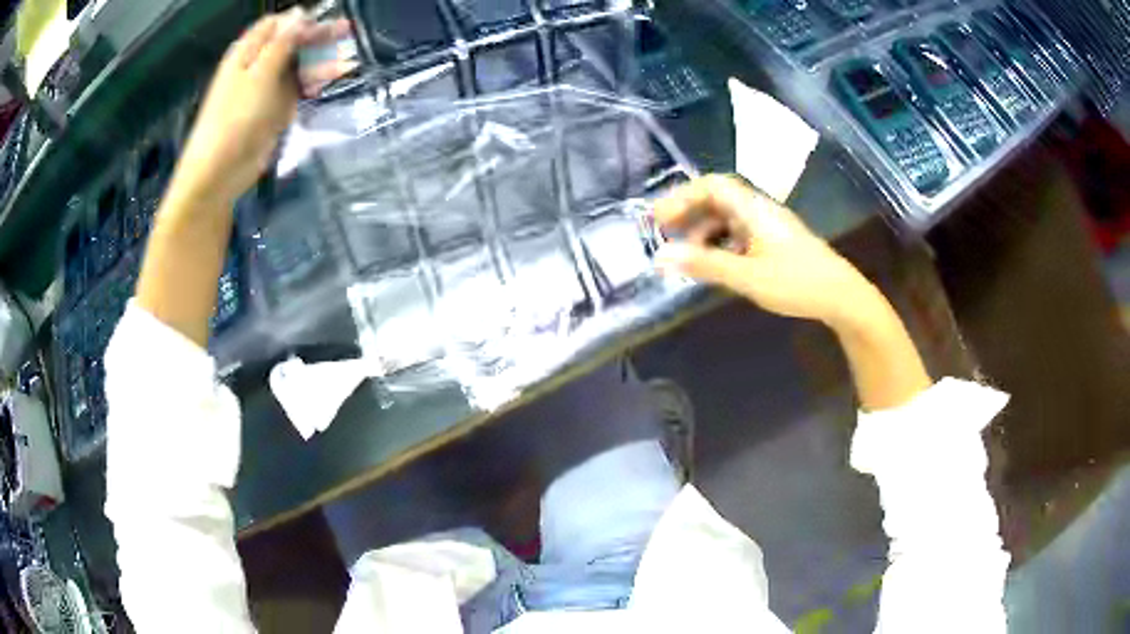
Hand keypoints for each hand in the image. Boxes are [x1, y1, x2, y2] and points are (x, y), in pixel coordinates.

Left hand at [170, 9, 353, 208]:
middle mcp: (256, 66)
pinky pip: (295, 90)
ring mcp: (265, 89)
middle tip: (348, 32)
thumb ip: (282, 43)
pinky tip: (324, 85)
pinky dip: (309, 85)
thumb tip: (299, 13)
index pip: (277, 24)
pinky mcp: (273, 111)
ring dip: (318, 62)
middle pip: (290, 42)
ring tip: (345, 61)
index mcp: (247, 52)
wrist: (219, 172)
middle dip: (317, 37)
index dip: (300, 20)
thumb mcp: (260, 74)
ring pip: (296, 66)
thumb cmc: (235, 119)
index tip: (325, 20)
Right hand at [654, 175, 880, 327]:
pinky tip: (715, 265)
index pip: (712, 186)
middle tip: (665, 235)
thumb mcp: (747, 277)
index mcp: (754, 209)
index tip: (659, 218)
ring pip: (728, 219)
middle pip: (718, 199)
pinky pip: (739, 235)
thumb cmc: (796, 282)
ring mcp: (769, 227)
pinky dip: (720, 245)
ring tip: (687, 257)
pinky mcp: (775, 243)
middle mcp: (760, 210)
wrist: (841, 297)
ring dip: (704, 232)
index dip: (682, 196)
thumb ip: (705, 265)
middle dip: (689, 214)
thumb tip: (662, 256)